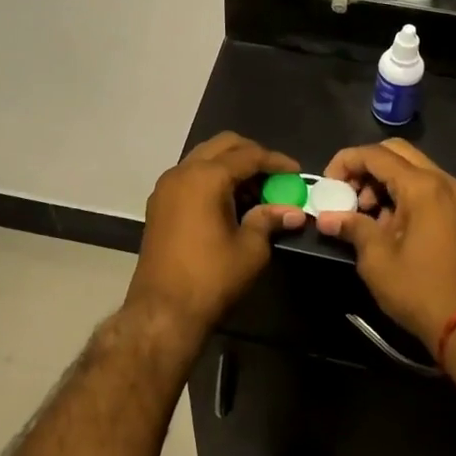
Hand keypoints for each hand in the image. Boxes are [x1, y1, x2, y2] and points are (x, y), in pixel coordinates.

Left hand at [125, 133, 307, 345]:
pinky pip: (191, 175)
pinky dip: (212, 177)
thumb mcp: (250, 249)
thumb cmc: (211, 278)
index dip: (276, 161)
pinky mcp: (159, 203)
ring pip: (204, 158)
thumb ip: (270, 220)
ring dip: (231, 165)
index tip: (296, 172)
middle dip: (252, 154)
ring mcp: (166, 186)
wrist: (162, 311)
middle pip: (223, 145)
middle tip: (275, 175)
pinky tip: (231, 200)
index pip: (248, 155)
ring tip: (256, 189)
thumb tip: (294, 211)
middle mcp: (182, 171)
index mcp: (206, 177)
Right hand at [315, 139, 455, 351]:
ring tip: (365, 213)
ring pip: (413, 168)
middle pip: (397, 152)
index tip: (327, 184)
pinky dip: (403, 193)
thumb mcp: (377, 259)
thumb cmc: (420, 290)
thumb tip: (327, 217)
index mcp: (423, 186)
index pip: (376, 155)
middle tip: (346, 193)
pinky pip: (427, 187)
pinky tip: (389, 224)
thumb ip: (352, 227)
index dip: (345, 162)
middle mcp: (444, 181)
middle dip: (366, 167)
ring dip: (384, 180)